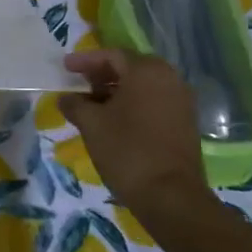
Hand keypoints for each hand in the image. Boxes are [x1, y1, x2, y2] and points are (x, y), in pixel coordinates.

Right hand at [58, 49, 213, 220]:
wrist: (170, 195)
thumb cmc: (127, 150)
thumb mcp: (91, 124)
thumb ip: (75, 104)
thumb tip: (66, 98)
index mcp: (147, 71)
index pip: (112, 55)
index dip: (85, 60)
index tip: (65, 68)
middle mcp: (169, 79)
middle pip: (130, 68)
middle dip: (102, 75)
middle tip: (79, 84)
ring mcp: (181, 101)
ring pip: (143, 87)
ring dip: (117, 91)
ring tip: (93, 105)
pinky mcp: (185, 123)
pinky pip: (154, 102)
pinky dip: (133, 105)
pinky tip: (114, 121)